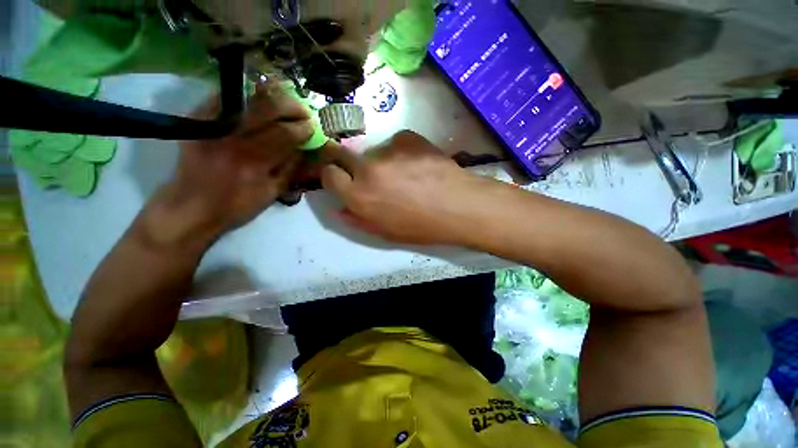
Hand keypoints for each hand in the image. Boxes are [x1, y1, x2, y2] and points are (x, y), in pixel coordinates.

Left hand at [145, 84, 313, 247]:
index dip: (302, 127)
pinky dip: (247, 96)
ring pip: (247, 98)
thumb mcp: (272, 193)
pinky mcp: (197, 120)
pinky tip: (259, 101)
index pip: (285, 134)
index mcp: (253, 162)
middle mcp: (231, 139)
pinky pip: (226, 98)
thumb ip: (290, 168)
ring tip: (286, 102)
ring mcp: (211, 126)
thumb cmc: (236, 206)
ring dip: (272, 97)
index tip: (313, 126)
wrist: (191, 206)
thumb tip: (304, 147)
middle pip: (266, 108)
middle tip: (303, 111)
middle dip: (291, 106)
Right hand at [321, 131, 495, 244]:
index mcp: (359, 196)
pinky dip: (402, 152)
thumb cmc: (422, 227)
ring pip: (374, 151)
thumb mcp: (387, 233)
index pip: (329, 174)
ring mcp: (388, 150)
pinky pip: (396, 143)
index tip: (341, 179)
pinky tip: (419, 164)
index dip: (332, 175)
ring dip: (381, 161)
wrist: (459, 206)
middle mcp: (368, 169)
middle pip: (342, 154)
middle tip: (367, 174)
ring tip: (406, 174)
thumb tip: (340, 209)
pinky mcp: (407, 137)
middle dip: (347, 162)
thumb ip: (358, 220)